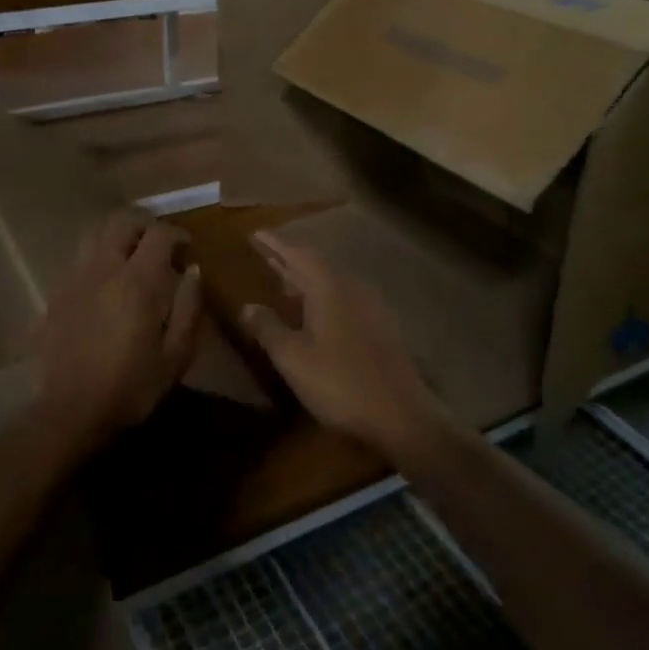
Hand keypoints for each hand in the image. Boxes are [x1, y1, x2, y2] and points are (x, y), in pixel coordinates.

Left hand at [31, 210, 202, 456]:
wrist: (70, 411)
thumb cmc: (131, 386)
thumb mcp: (176, 355)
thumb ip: (189, 308)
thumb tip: (193, 272)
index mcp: (137, 281)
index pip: (159, 234)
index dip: (177, 234)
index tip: (187, 248)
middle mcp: (104, 269)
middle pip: (121, 222)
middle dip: (144, 224)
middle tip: (159, 244)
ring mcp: (75, 279)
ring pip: (94, 234)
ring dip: (116, 235)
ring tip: (130, 255)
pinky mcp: (57, 294)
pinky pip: (79, 260)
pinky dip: (97, 257)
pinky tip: (105, 283)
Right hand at [241, 232, 447, 463]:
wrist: (401, 415)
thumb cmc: (339, 382)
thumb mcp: (292, 357)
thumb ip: (268, 328)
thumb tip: (247, 305)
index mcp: (329, 287)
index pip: (298, 254)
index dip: (274, 244)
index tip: (254, 234)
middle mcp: (352, 287)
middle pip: (316, 265)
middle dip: (288, 259)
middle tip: (264, 254)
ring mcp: (370, 307)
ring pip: (332, 282)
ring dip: (306, 279)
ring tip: (284, 281)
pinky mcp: (381, 327)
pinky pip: (345, 298)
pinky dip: (323, 297)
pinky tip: (315, 312)